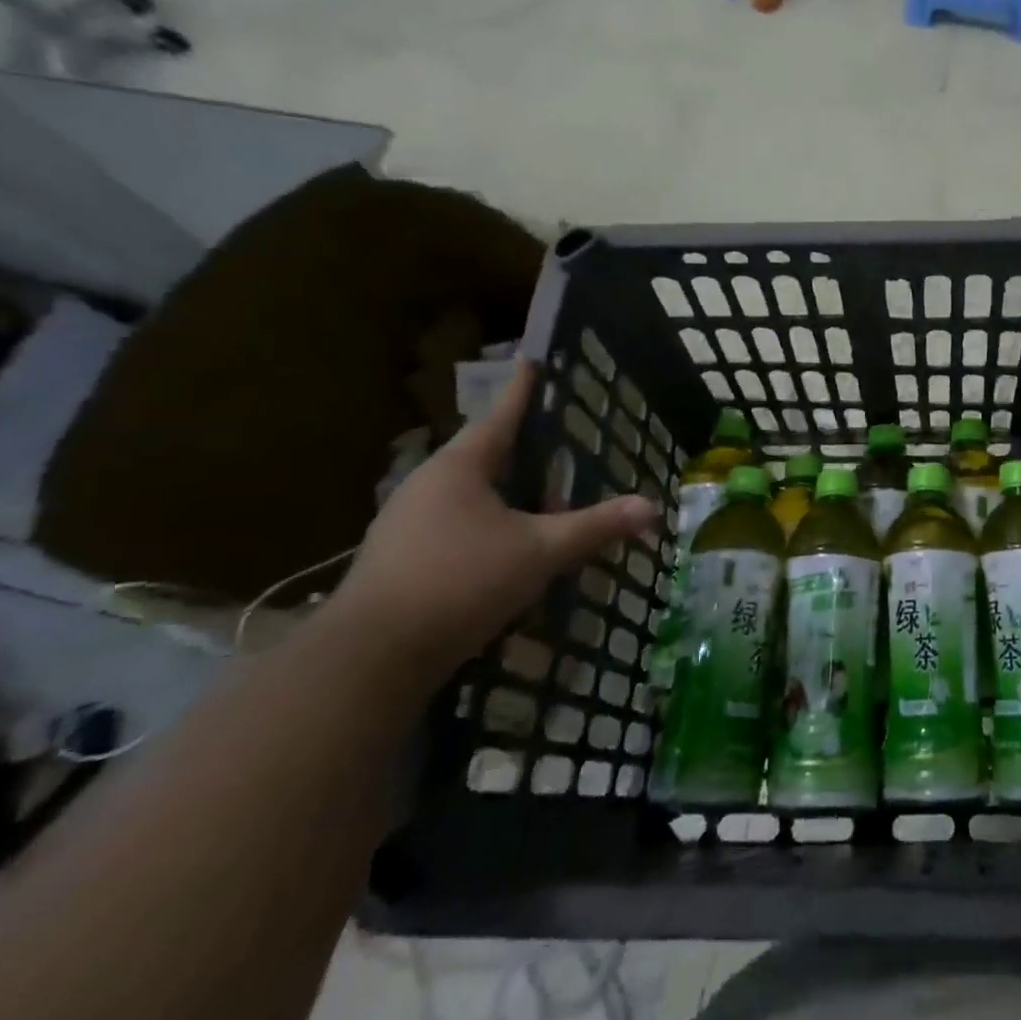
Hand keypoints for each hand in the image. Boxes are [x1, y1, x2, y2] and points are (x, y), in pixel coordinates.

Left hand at [332, 362, 657, 679]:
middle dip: (519, 446)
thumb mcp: (540, 552)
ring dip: (504, 491)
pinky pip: (454, 524)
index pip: (500, 415)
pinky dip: (487, 524)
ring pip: (468, 493)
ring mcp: (405, 523)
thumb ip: (595, 526)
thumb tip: (651, 507)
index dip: (522, 389)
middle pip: (482, 453)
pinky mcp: (399, 559)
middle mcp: (427, 485)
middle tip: (556, 440)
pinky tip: (507, 546)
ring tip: (540, 496)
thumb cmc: (460, 582)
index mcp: (459, 467)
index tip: (533, 360)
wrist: (369, 659)